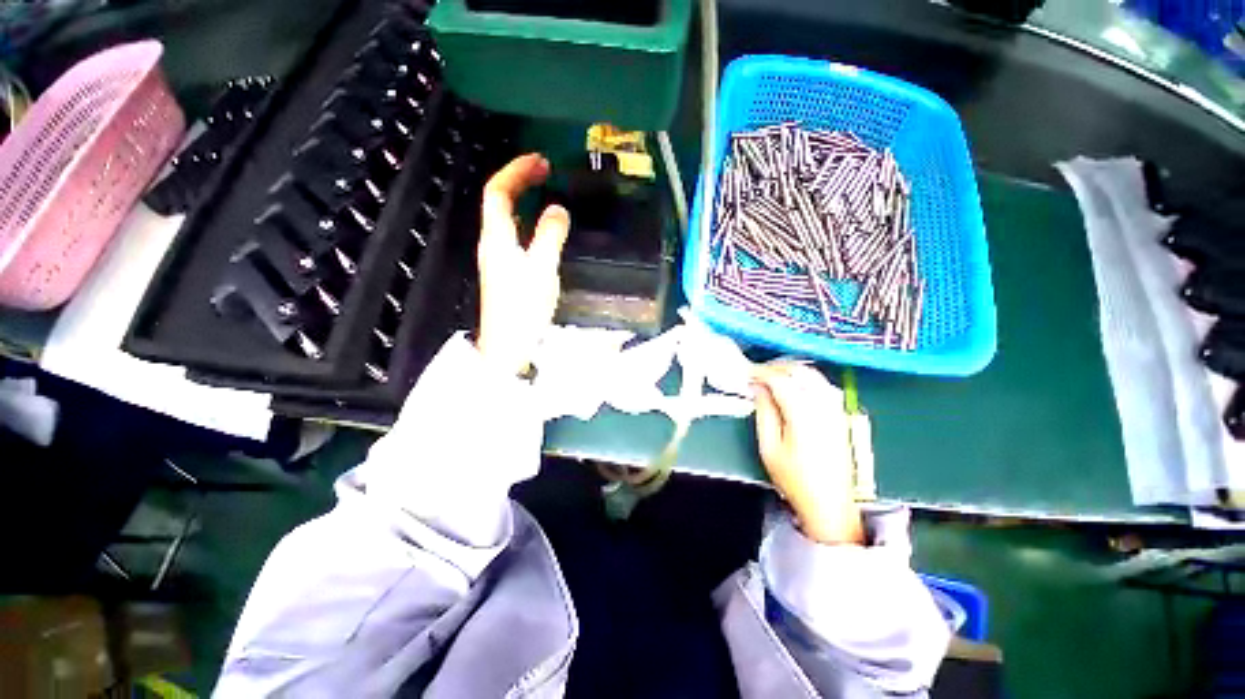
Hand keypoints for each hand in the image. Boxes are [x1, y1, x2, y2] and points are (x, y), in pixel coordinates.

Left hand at [476, 154, 570, 374]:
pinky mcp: (505, 272)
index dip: (516, 171)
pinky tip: (539, 225)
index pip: (498, 191)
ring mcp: (497, 258)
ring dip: (522, 197)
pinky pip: (513, 233)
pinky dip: (526, 219)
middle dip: (519, 179)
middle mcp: (492, 243)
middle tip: (545, 169)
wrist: (509, 346)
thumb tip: (558, 210)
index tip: (540, 160)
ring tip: (543, 189)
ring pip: (505, 216)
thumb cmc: (524, 309)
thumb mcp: (542, 269)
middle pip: (498, 200)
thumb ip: (550, 236)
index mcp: (497, 237)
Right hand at [752, 362, 863, 544]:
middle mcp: (824, 406)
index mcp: (804, 415)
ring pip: (814, 375)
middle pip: (800, 371)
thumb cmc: (794, 479)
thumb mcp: (769, 448)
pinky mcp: (841, 415)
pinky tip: (794, 385)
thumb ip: (764, 412)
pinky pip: (823, 385)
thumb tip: (758, 388)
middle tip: (757, 372)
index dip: (761, 372)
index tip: (747, 373)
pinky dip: (806, 378)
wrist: (830, 504)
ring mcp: (837, 409)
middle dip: (776, 367)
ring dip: (791, 370)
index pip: (781, 380)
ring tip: (772, 376)